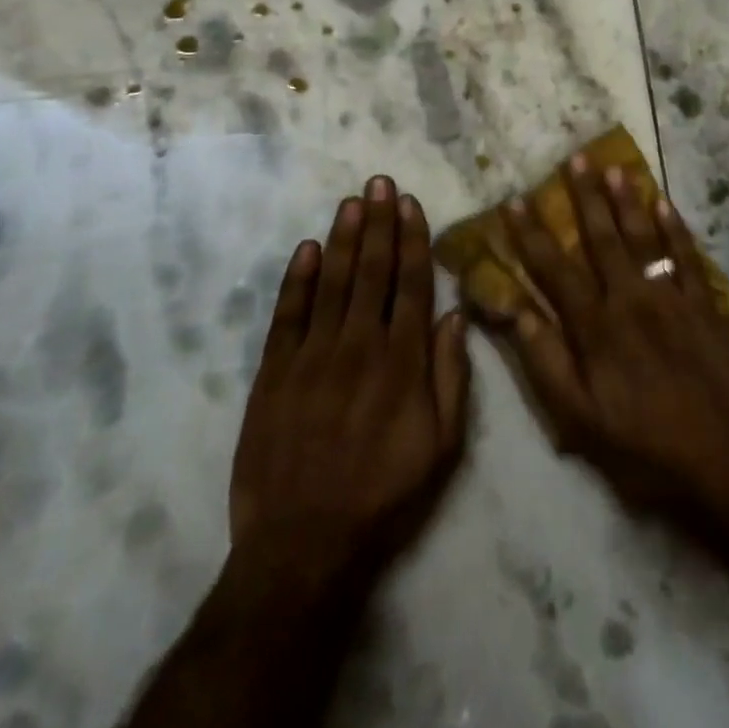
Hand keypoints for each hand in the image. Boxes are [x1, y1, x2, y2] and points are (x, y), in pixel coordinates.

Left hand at [229, 176, 470, 602]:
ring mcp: (312, 358)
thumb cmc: (384, 496)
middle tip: (379, 182)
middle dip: (378, 223)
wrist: (303, 547)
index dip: (412, 240)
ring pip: (333, 283)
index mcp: (403, 362)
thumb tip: (454, 315)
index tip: (410, 203)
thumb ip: (451, 377)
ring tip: (352, 201)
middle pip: (373, 272)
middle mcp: (359, 346)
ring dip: (344, 238)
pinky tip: (308, 249)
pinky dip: (297, 280)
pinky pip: (287, 316)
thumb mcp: (443, 447)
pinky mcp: (274, 375)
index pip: (411, 284)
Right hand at [500, 155, 728, 513]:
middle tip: (575, 158)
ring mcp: (670, 296)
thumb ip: (546, 363)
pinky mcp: (702, 304)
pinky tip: (665, 202)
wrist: (721, 458)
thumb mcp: (579, 420)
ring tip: (615, 167)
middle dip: (585, 196)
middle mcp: (630, 298)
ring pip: (643, 237)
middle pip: (601, 238)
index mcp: (595, 326)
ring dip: (627, 200)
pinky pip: (685, 256)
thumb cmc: (641, 446)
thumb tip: (516, 312)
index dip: (532, 234)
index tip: (516, 201)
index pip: (555, 269)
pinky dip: (675, 228)